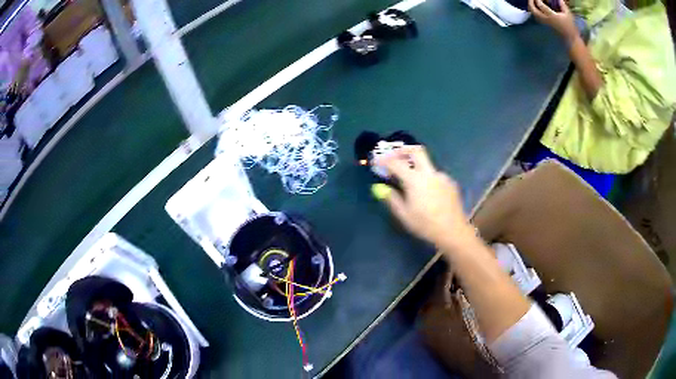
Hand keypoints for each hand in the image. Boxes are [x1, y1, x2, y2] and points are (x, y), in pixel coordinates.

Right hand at [374, 146, 474, 248]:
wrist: (453, 231)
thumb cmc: (425, 225)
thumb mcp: (404, 214)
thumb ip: (391, 198)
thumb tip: (381, 188)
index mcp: (415, 180)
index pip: (395, 163)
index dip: (384, 160)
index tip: (377, 161)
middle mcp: (429, 173)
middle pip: (416, 151)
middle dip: (403, 151)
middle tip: (394, 157)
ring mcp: (442, 176)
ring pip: (427, 165)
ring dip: (417, 168)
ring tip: (411, 183)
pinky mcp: (450, 183)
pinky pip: (435, 176)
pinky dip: (427, 179)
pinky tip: (427, 194)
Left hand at [529, 0, 577, 41]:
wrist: (571, 39)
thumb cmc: (570, 26)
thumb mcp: (568, 14)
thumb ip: (563, 6)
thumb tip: (559, 0)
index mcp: (552, 16)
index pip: (541, 5)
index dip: (537, 0)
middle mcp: (547, 19)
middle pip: (534, 11)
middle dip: (530, 3)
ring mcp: (545, 23)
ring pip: (534, 15)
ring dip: (531, 8)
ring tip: (532, 2)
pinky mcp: (546, 26)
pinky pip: (537, 18)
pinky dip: (534, 12)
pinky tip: (535, 9)